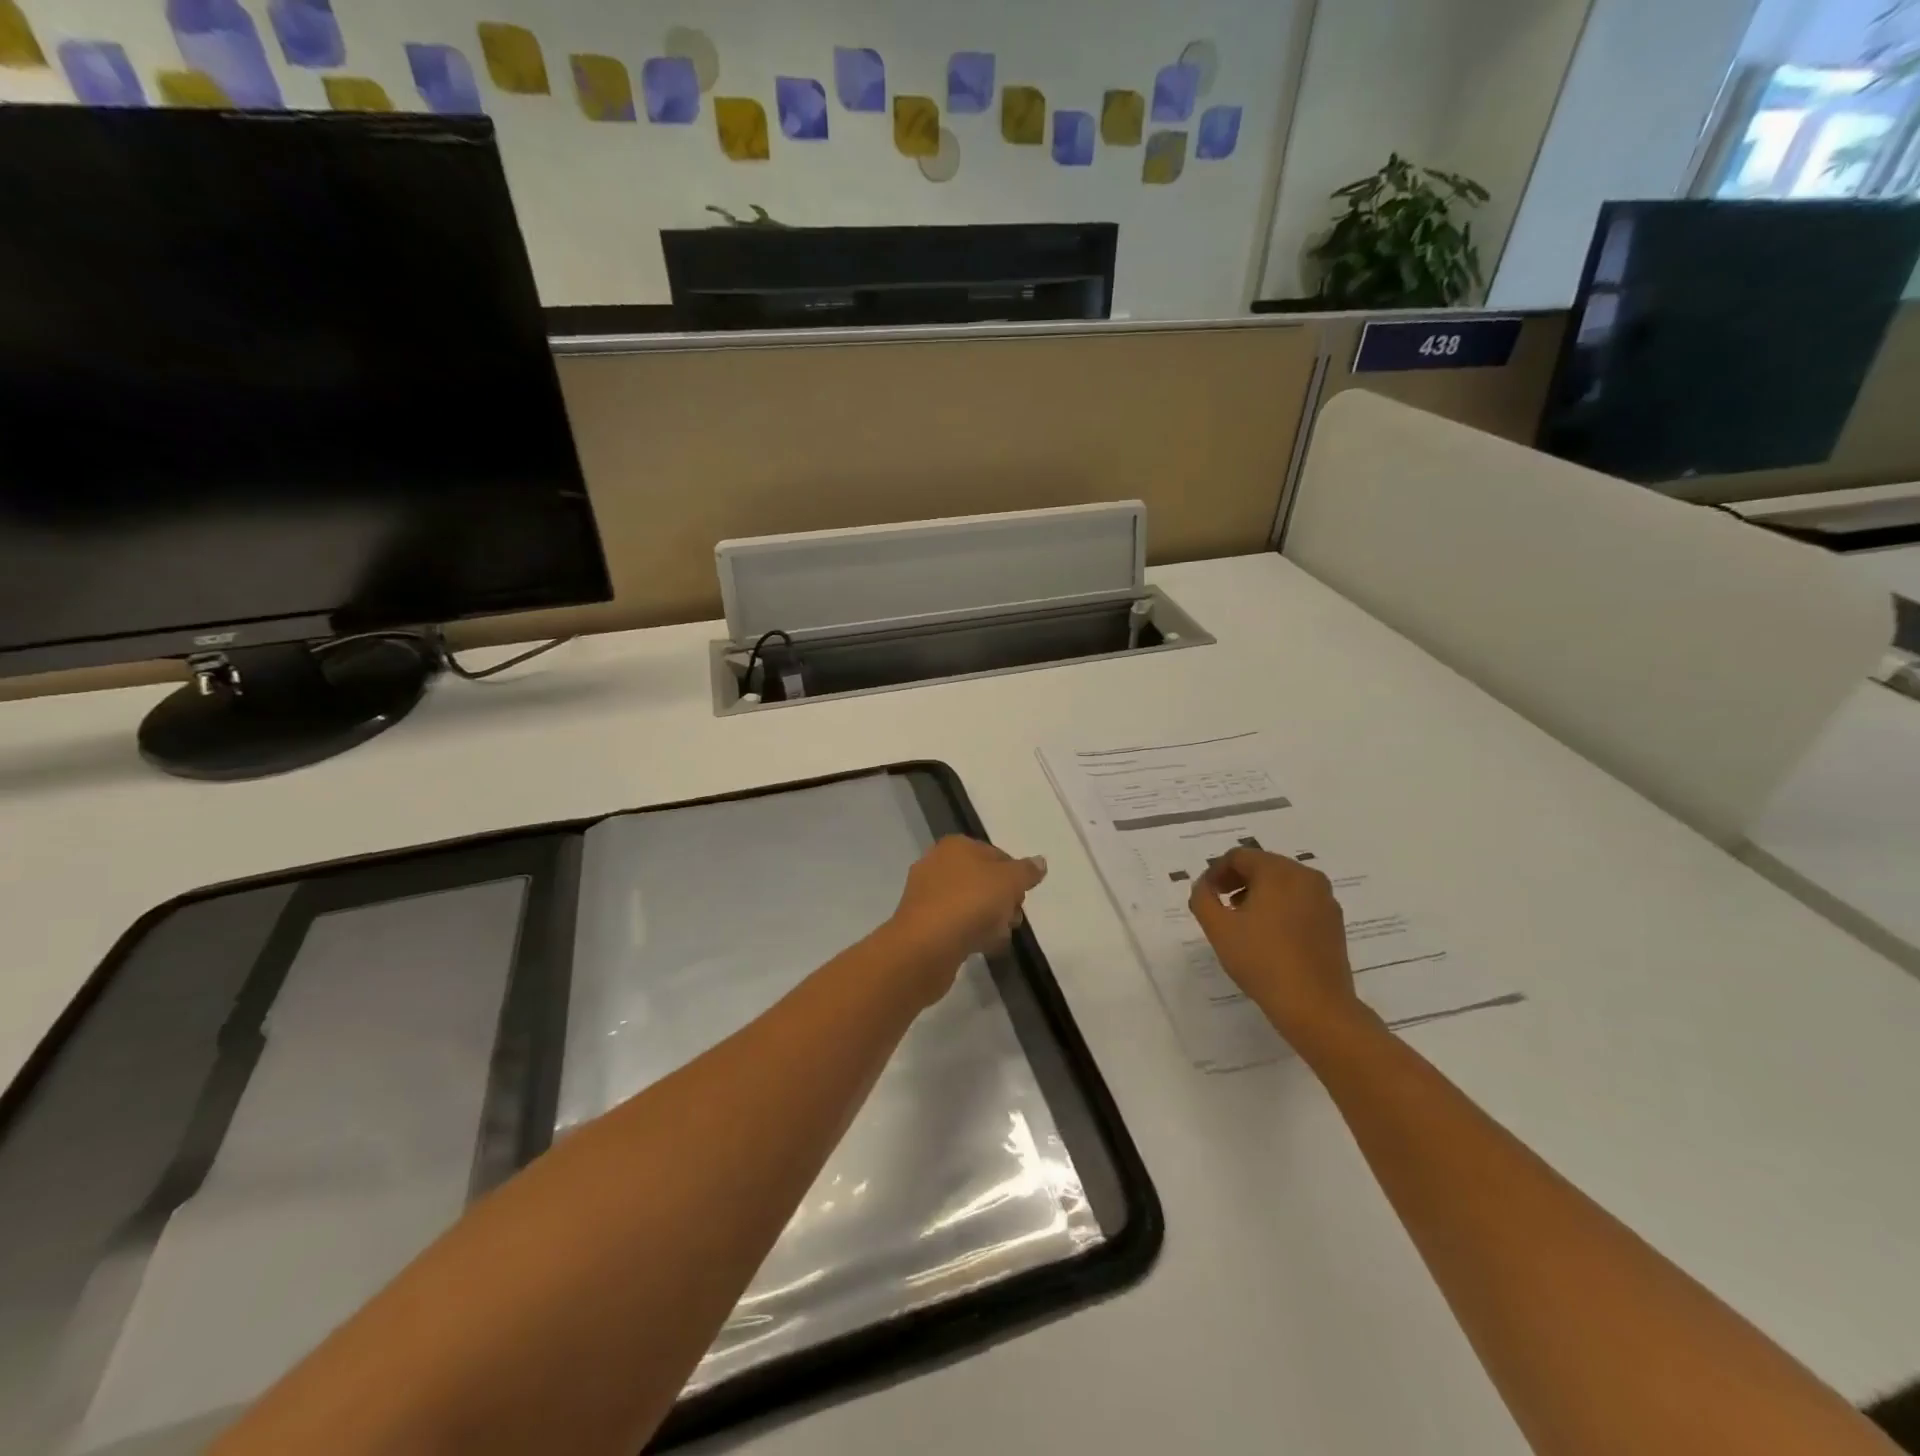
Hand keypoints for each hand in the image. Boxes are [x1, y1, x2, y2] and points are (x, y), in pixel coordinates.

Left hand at [884, 836, 1046, 1001]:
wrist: (926, 946)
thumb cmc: (970, 902)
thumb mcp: (1009, 881)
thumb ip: (1026, 871)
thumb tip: (1040, 862)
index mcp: (955, 846)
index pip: (996, 854)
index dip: (1015, 876)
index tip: (1022, 898)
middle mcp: (937, 864)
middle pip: (982, 880)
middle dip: (1003, 900)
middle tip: (1012, 919)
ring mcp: (926, 895)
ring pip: (970, 903)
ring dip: (989, 920)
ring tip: (999, 937)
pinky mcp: (922, 924)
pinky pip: (956, 924)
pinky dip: (971, 933)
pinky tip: (983, 947)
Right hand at [1188, 848, 1370, 1049]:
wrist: (1315, 1006)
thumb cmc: (1262, 961)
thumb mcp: (1218, 928)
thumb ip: (1202, 898)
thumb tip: (1204, 886)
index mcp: (1279, 871)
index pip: (1239, 857)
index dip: (1216, 872)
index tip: (1205, 895)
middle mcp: (1306, 877)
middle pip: (1263, 866)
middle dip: (1237, 881)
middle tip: (1220, 905)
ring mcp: (1325, 899)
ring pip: (1283, 884)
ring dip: (1258, 894)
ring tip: (1242, 921)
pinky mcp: (1334, 922)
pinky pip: (1300, 902)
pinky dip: (1280, 907)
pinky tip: (1268, 935)